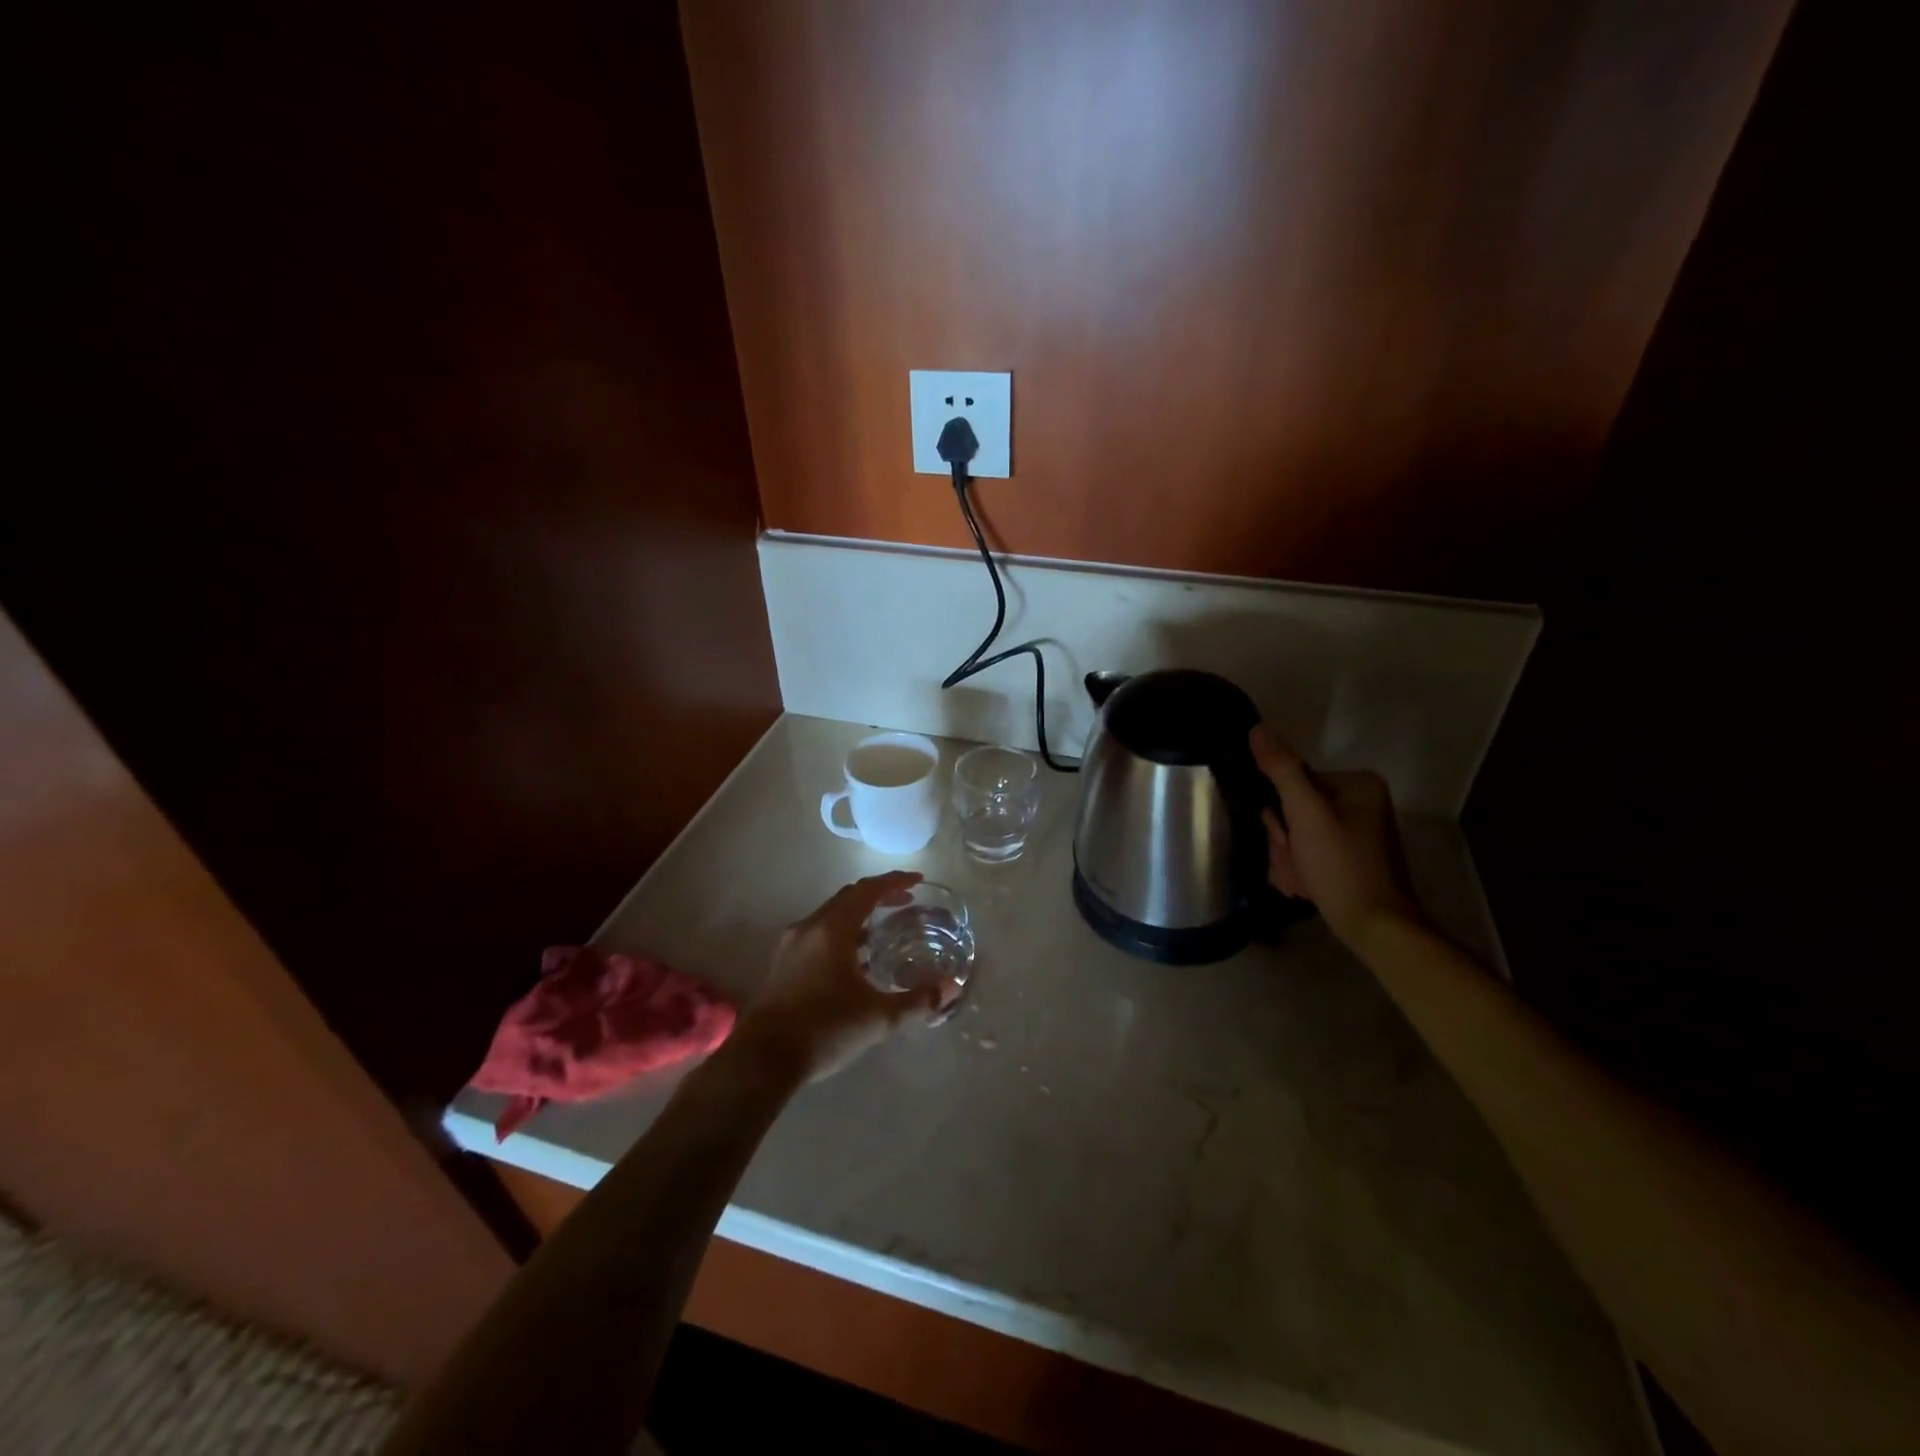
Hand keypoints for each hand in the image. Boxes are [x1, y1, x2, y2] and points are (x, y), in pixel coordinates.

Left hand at [734, 872, 961, 1082]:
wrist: (762, 1060)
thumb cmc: (824, 1029)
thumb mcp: (878, 1018)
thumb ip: (917, 1000)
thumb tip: (951, 987)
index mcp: (833, 929)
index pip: (867, 890)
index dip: (894, 882)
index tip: (917, 880)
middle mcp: (809, 928)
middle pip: (847, 898)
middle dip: (877, 895)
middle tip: (905, 902)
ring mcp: (791, 946)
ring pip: (829, 916)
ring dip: (857, 916)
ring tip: (882, 930)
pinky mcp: (781, 965)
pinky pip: (817, 934)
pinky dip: (840, 934)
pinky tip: (853, 960)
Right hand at [1249, 726, 1420, 943]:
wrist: (1375, 927)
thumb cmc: (1341, 866)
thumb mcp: (1305, 813)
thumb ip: (1281, 769)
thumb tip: (1257, 729)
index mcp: (1357, 784)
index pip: (1292, 783)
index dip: (1280, 814)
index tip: (1289, 839)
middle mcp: (1360, 802)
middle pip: (1293, 810)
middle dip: (1285, 841)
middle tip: (1298, 862)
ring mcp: (1357, 832)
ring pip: (1297, 835)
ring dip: (1289, 859)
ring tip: (1303, 880)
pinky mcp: (1351, 858)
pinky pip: (1309, 853)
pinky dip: (1301, 870)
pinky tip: (1307, 887)